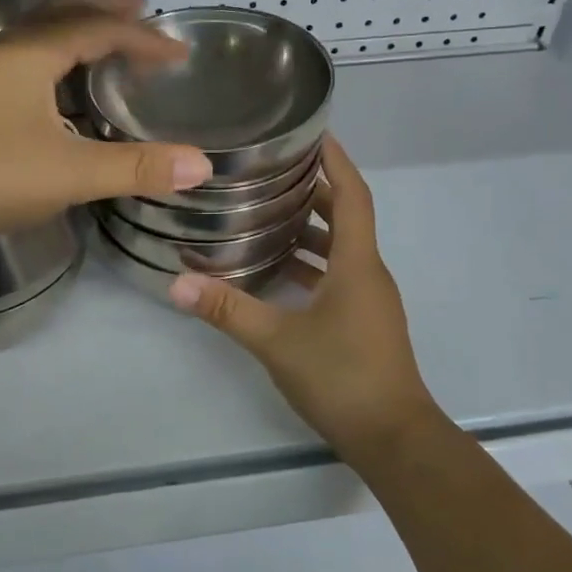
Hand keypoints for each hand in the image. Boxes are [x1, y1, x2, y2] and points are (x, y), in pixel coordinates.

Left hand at [0, 0, 212, 252]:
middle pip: (60, 13)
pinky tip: (56, 89)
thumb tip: (203, 165)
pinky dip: (53, 57)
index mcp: (30, 55)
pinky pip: (22, 60)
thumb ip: (136, 167)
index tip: (179, 53)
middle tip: (140, 3)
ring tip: (103, 37)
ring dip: (74, 28)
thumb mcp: (69, 174)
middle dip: (103, 6)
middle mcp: (3, 53)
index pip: (97, 29)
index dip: (143, 38)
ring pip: (35, 35)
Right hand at [167, 136, 439, 456]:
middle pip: (345, 217)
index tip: (313, 132)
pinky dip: (310, 264)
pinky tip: (275, 271)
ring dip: (309, 229)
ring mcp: (368, 300)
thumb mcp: (278, 341)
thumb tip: (177, 284)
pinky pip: (337, 276)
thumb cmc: (343, 378)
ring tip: (263, 214)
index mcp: (358, 264)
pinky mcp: (362, 322)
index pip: (352, 195)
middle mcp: (368, 274)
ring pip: (340, 249)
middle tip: (270, 172)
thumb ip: (228, 309)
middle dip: (313, 191)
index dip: (337, 160)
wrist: (394, 438)